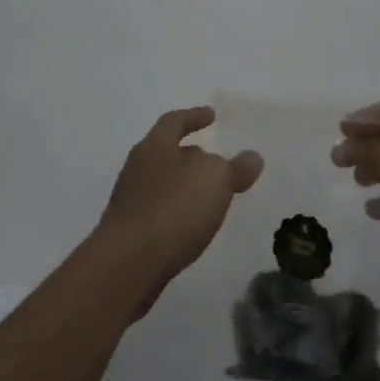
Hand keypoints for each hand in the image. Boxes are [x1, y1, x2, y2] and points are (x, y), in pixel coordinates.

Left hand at [94, 106, 263, 301]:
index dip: (194, 116)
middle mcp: (137, 169)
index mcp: (154, 147)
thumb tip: (251, 157)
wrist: (128, 264)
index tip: (211, 115)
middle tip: (217, 161)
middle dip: (191, 155)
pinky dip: (179, 212)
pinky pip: (160, 213)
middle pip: (166, 153)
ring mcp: (130, 203)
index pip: (174, 122)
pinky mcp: (130, 234)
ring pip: (163, 185)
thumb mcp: (215, 179)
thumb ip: (235, 167)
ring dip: (186, 186)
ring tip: (211, 196)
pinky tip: (194, 225)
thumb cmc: (173, 208)